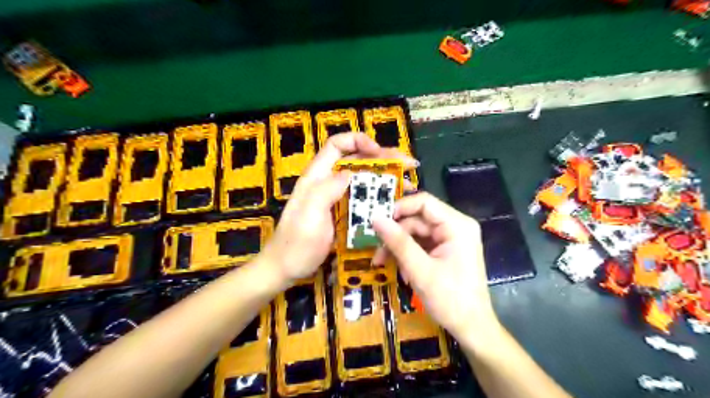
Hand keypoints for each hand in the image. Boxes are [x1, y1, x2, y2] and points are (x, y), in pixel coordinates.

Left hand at [261, 132, 417, 285]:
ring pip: (363, 179)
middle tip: (408, 165)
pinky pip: (363, 199)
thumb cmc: (295, 244)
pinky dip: (380, 197)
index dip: (358, 141)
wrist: (285, 269)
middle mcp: (327, 182)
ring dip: (385, 178)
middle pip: (356, 160)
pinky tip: (395, 202)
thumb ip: (326, 191)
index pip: (336, 145)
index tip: (379, 152)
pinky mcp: (342, 213)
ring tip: (407, 183)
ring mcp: (336, 198)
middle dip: (382, 158)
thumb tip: (350, 172)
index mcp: (316, 177)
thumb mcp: (308, 216)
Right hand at [372, 191, 498, 338]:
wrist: (472, 329)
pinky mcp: (446, 251)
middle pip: (418, 220)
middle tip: (376, 251)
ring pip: (416, 233)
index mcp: (457, 225)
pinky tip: (402, 272)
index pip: (424, 203)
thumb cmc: (450, 300)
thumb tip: (375, 218)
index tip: (377, 221)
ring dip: (399, 247)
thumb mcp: (420, 270)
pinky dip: (408, 255)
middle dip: (396, 235)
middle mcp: (455, 227)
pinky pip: (421, 245)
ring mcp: (451, 239)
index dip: (399, 208)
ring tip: (382, 263)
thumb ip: (398, 242)